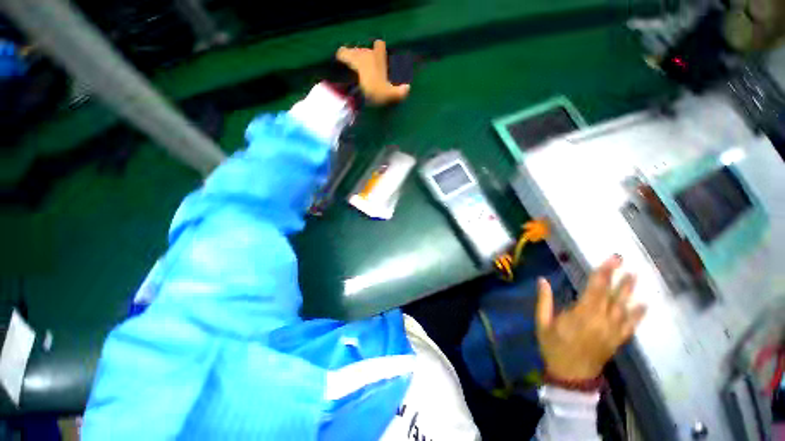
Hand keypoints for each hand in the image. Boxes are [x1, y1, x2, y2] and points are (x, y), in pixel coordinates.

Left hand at [336, 40, 409, 104]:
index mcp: (378, 57)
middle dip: (366, 58)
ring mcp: (350, 54)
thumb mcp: (388, 94)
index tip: (380, 55)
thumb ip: (399, 92)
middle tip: (366, 72)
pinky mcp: (339, 60)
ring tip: (353, 73)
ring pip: (353, 53)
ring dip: (353, 61)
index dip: (380, 49)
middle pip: (366, 51)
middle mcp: (365, 51)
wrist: (349, 86)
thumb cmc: (371, 89)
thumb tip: (408, 88)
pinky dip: (342, 63)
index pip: (380, 45)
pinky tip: (342, 71)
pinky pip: (341, 58)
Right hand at [536, 255, 646, 380]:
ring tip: (634, 276)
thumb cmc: (553, 347)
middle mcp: (601, 321)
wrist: (571, 375)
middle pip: (611, 296)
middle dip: (618, 277)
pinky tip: (643, 306)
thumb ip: (544, 301)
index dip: (603, 273)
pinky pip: (630, 326)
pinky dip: (637, 316)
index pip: (595, 289)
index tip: (611, 260)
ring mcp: (612, 331)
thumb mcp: (542, 323)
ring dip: (629, 292)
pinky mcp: (617, 340)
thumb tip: (542, 279)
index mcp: (582, 315)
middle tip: (623, 261)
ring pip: (623, 308)